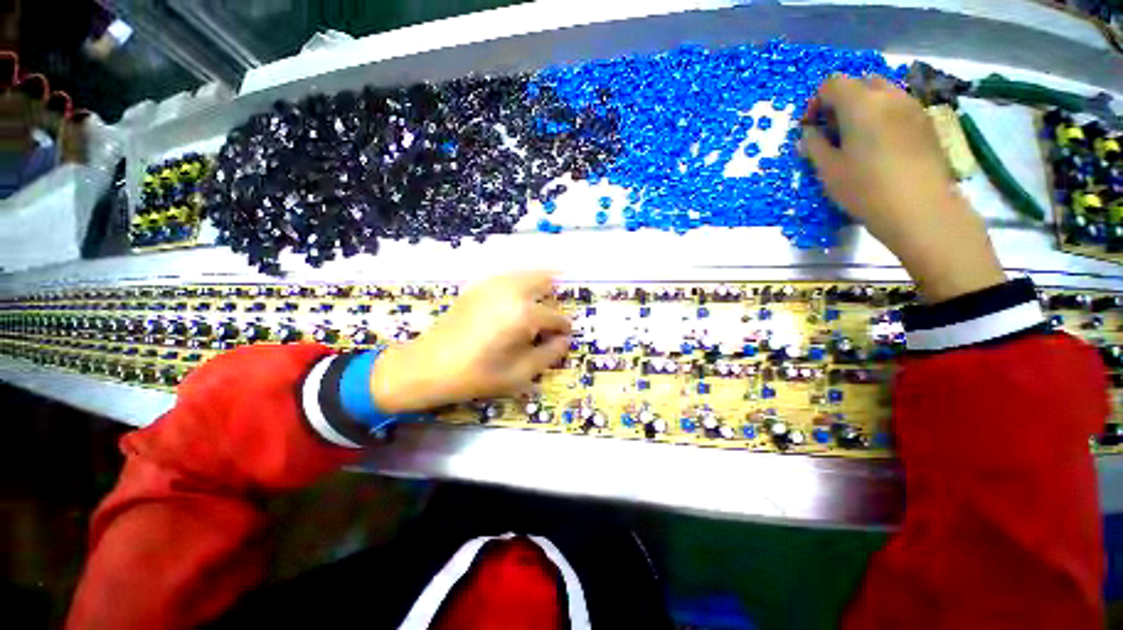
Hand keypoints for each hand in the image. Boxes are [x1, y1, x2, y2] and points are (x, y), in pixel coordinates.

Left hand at [370, 271, 570, 412]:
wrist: (428, 366)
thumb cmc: (477, 375)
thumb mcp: (520, 373)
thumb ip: (549, 354)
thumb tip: (565, 340)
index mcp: (525, 314)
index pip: (556, 317)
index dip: (563, 329)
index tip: (562, 338)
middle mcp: (512, 291)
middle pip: (545, 280)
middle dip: (555, 295)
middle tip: (554, 314)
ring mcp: (493, 284)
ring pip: (527, 273)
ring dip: (539, 284)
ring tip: (540, 304)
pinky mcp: (478, 286)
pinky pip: (509, 277)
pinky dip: (520, 283)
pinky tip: (516, 301)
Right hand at [801, 75, 1005, 302]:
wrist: (919, 208)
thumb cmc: (865, 189)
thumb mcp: (828, 170)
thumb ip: (814, 146)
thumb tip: (809, 133)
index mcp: (860, 104)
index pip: (832, 84)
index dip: (816, 102)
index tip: (810, 127)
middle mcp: (888, 96)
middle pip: (859, 83)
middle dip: (841, 101)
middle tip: (833, 131)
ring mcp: (911, 106)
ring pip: (882, 93)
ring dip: (863, 107)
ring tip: (856, 138)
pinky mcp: (925, 122)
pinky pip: (898, 107)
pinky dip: (883, 116)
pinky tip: (879, 145)